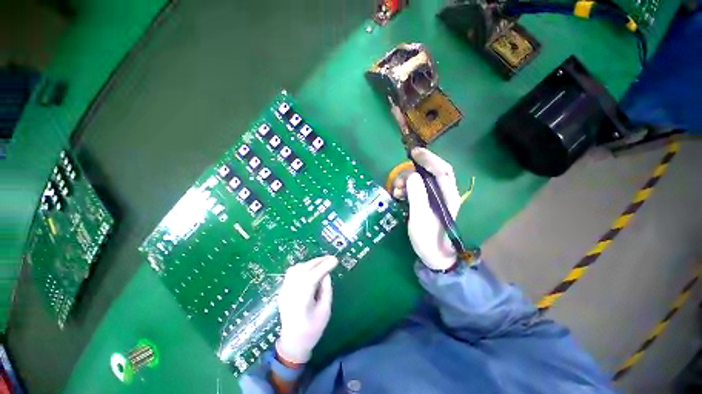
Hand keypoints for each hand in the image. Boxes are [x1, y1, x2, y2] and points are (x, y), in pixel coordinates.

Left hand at [276, 256, 338, 363]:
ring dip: (310, 263)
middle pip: (303, 270)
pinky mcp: (283, 290)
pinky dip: (303, 266)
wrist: (292, 343)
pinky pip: (292, 272)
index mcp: (301, 302)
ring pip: (297, 268)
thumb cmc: (312, 330)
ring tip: (322, 262)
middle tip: (331, 258)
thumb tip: (326, 273)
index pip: (311, 278)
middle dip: (318, 262)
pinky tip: (311, 269)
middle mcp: (290, 293)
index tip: (335, 260)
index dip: (324, 267)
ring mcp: (284, 291)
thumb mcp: (325, 311)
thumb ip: (326, 290)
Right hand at [406, 148, 460, 270]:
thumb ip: (417, 195)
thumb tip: (412, 175)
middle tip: (399, 180)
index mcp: (448, 196)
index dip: (429, 159)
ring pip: (421, 181)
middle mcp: (443, 194)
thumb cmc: (429, 239)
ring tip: (396, 191)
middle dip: (413, 172)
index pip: (442, 170)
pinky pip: (416, 190)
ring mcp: (434, 199)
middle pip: (430, 173)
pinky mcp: (426, 203)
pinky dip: (406, 189)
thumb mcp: (420, 218)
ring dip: (407, 182)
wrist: (434, 257)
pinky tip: (398, 195)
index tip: (414, 153)